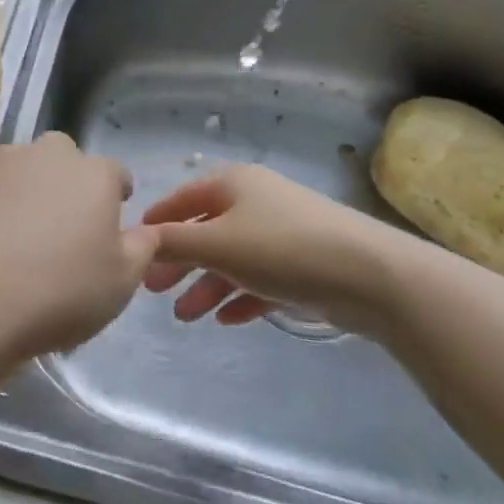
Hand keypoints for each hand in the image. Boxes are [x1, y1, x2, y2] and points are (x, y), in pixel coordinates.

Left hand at [0, 133, 152, 362]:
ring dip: (15, 193)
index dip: (115, 195)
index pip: (114, 173)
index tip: (111, 220)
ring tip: (9, 240)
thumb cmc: (58, 292)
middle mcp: (41, 157)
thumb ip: (140, 249)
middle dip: (63, 183)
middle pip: (60, 159)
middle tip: (59, 228)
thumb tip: (146, 231)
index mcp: (90, 175)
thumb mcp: (120, 284)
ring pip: (11, 171)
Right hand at [141, 165, 410, 327]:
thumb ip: (174, 242)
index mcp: (234, 184)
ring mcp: (283, 232)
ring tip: (186, 317)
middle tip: (154, 291)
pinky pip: (261, 279)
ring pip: (233, 259)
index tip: (134, 245)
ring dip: (207, 286)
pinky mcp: (305, 264)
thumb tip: (139, 239)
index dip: (158, 221)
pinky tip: (226, 320)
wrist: (369, 275)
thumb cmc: (281, 249)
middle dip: (180, 262)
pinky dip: (241, 296)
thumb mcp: (218, 244)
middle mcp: (257, 201)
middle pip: (207, 231)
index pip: (184, 198)